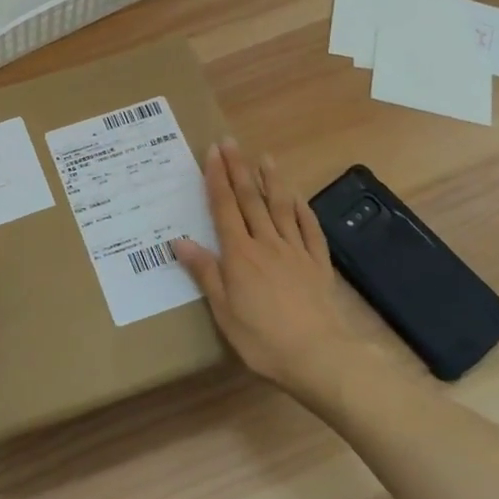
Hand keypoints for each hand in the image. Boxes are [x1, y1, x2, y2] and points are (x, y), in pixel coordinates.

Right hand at [172, 140, 351, 392]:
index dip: (217, 178)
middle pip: (250, 200)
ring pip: (281, 208)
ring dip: (272, 181)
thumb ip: (205, 271)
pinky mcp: (318, 264)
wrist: (319, 356)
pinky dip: (303, 210)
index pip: (224, 208)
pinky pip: (310, 229)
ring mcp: (295, 251)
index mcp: (239, 254)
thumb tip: (179, 241)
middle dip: (238, 169)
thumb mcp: (223, 310)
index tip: (212, 152)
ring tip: (265, 158)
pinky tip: (298, 198)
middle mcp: (266, 244)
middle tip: (231, 142)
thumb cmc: (262, 338)